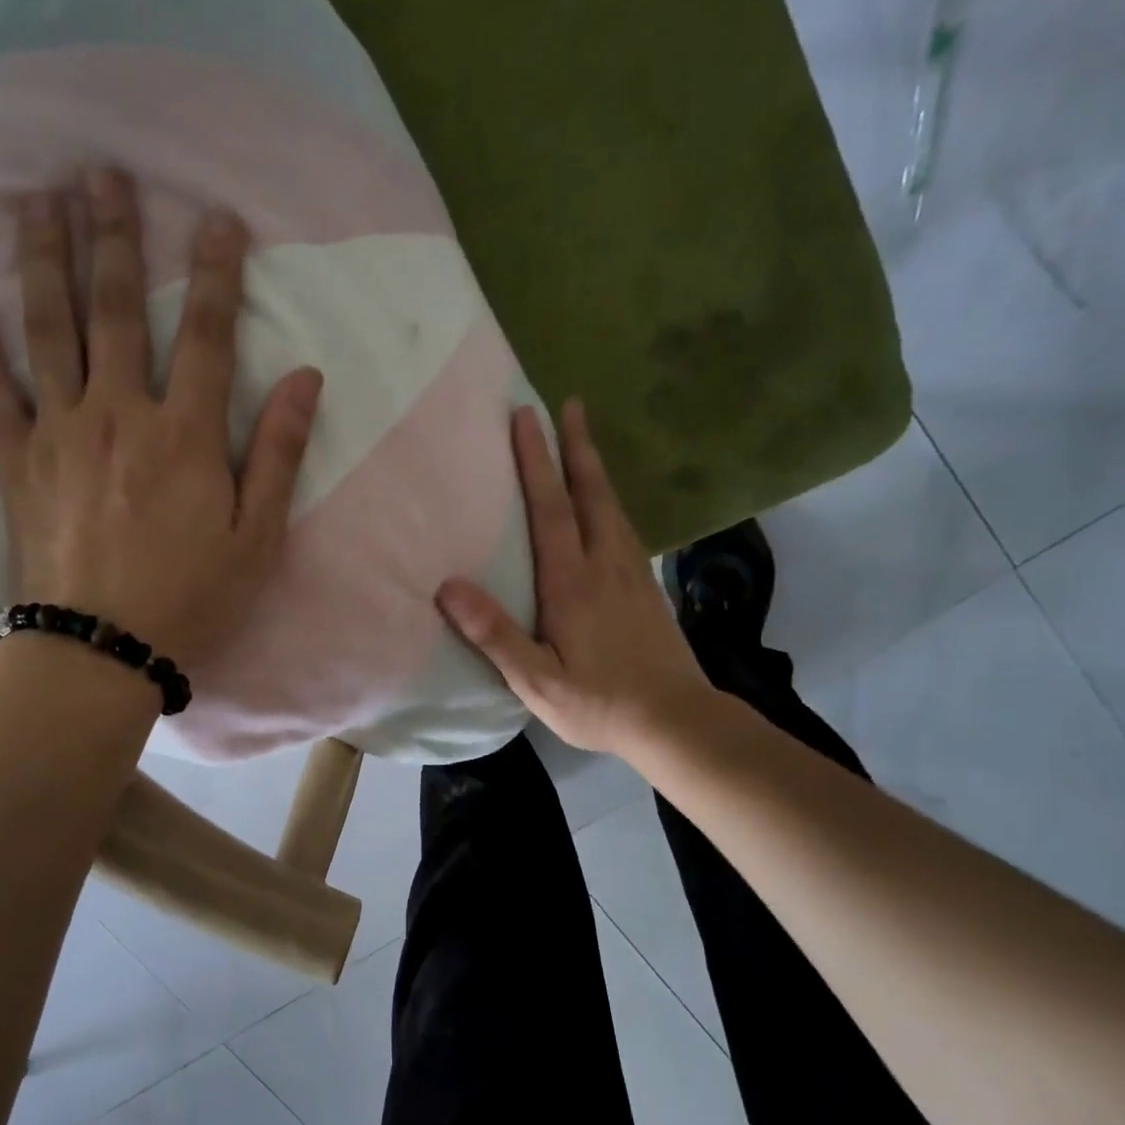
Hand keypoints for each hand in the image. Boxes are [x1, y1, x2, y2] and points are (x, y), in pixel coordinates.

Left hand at [0, 168, 321, 671]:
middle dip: (113, 238)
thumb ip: (281, 455)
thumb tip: (306, 379)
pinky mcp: (18, 460)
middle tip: (101, 172)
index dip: (217, 273)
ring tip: (34, 201)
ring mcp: (61, 432)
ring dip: (43, 260)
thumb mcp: (259, 538)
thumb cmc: (192, 598)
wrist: (102, 649)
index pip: (209, 336)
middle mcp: (121, 414)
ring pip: (50, 330)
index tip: (216, 217)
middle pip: (118, 311)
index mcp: (187, 435)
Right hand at [436, 400, 710, 756]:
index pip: (551, 509)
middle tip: (569, 403)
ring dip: (595, 467)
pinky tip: (606, 505)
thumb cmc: (599, 703)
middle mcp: (605, 565)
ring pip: (612, 506)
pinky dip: (610, 500)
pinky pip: (624, 526)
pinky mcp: (647, 586)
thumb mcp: (537, 681)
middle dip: (576, 446)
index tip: (526, 416)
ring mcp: (632, 573)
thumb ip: (494, 634)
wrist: (676, 721)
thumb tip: (448, 586)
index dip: (537, 461)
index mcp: (572, 583)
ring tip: (584, 439)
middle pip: (590, 493)